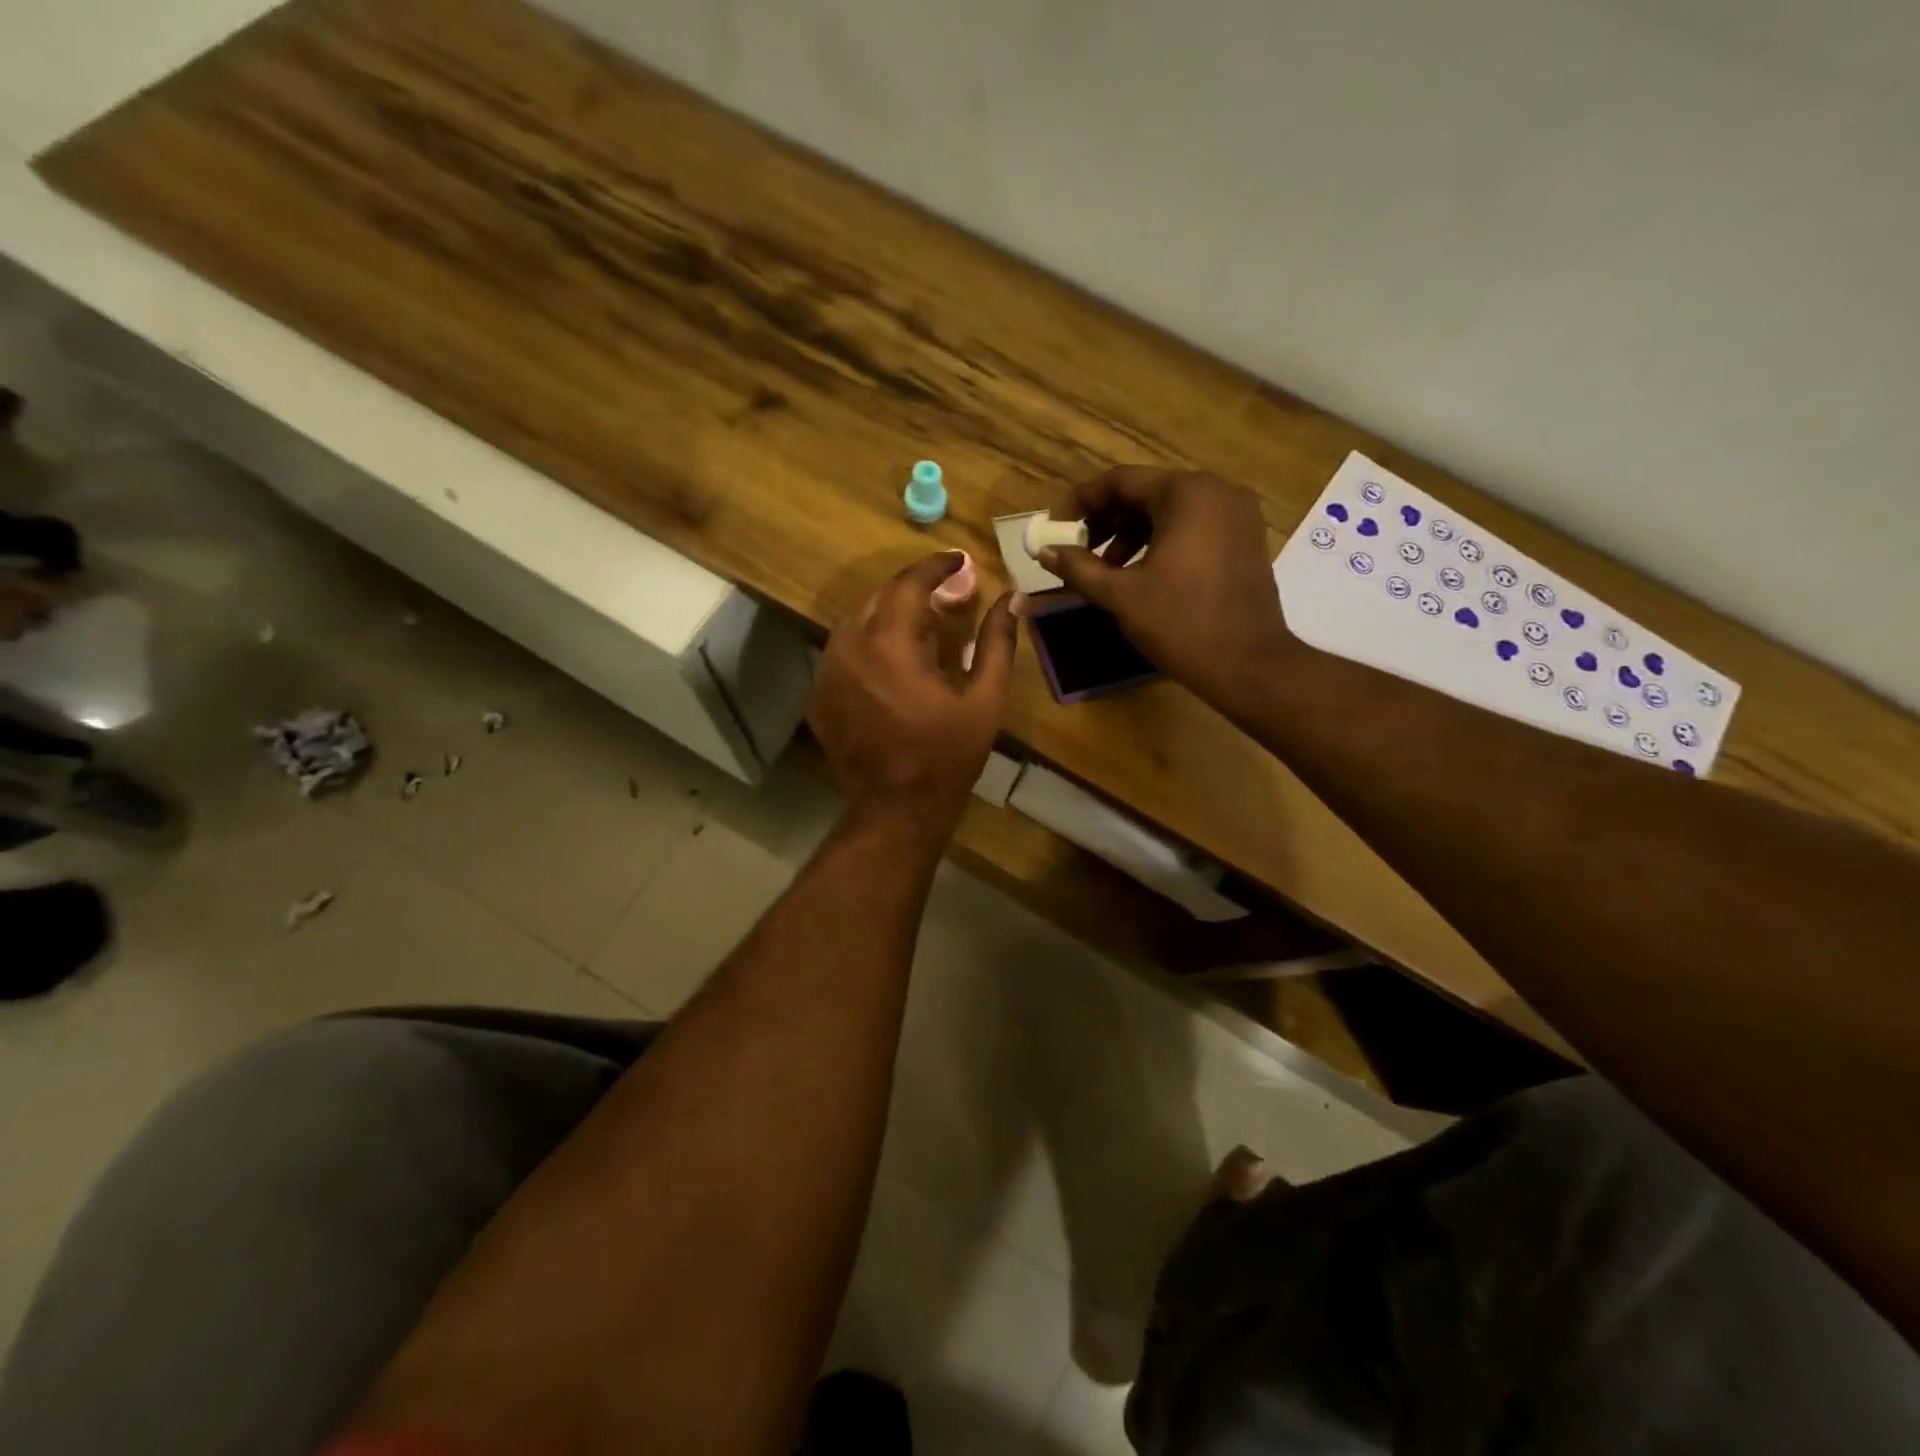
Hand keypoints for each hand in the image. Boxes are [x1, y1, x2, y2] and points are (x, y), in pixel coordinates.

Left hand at [809, 553, 1018, 827]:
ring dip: (891, 613)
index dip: (936, 566)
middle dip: (916, 589)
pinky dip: (870, 640)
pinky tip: (895, 658)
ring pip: (858, 620)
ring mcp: (828, 671)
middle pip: (881, 596)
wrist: (894, 808)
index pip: (909, 583)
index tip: (959, 561)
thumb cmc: (946, 756)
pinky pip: (844, 649)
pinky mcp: (819, 693)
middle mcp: (849, 647)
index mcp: (890, 644)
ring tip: (924, 625)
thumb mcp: (984, 701)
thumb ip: (996, 643)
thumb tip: (1012, 598)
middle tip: (950, 595)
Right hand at [1042, 468, 1292, 709]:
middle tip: (1076, 550)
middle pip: (1145, 493)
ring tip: (1104, 568)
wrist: (1247, 664)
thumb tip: (1044, 551)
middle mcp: (1216, 490)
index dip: (1079, 503)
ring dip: (1130, 533)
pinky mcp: (1244, 538)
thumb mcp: (1120, 595)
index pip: (1119, 481)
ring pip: (1169, 511)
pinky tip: (1140, 572)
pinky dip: (1160, 541)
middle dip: (1105, 520)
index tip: (1054, 530)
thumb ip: (1078, 567)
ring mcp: (1236, 514)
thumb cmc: (1180, 624)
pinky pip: (1192, 526)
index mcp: (1186, 493)